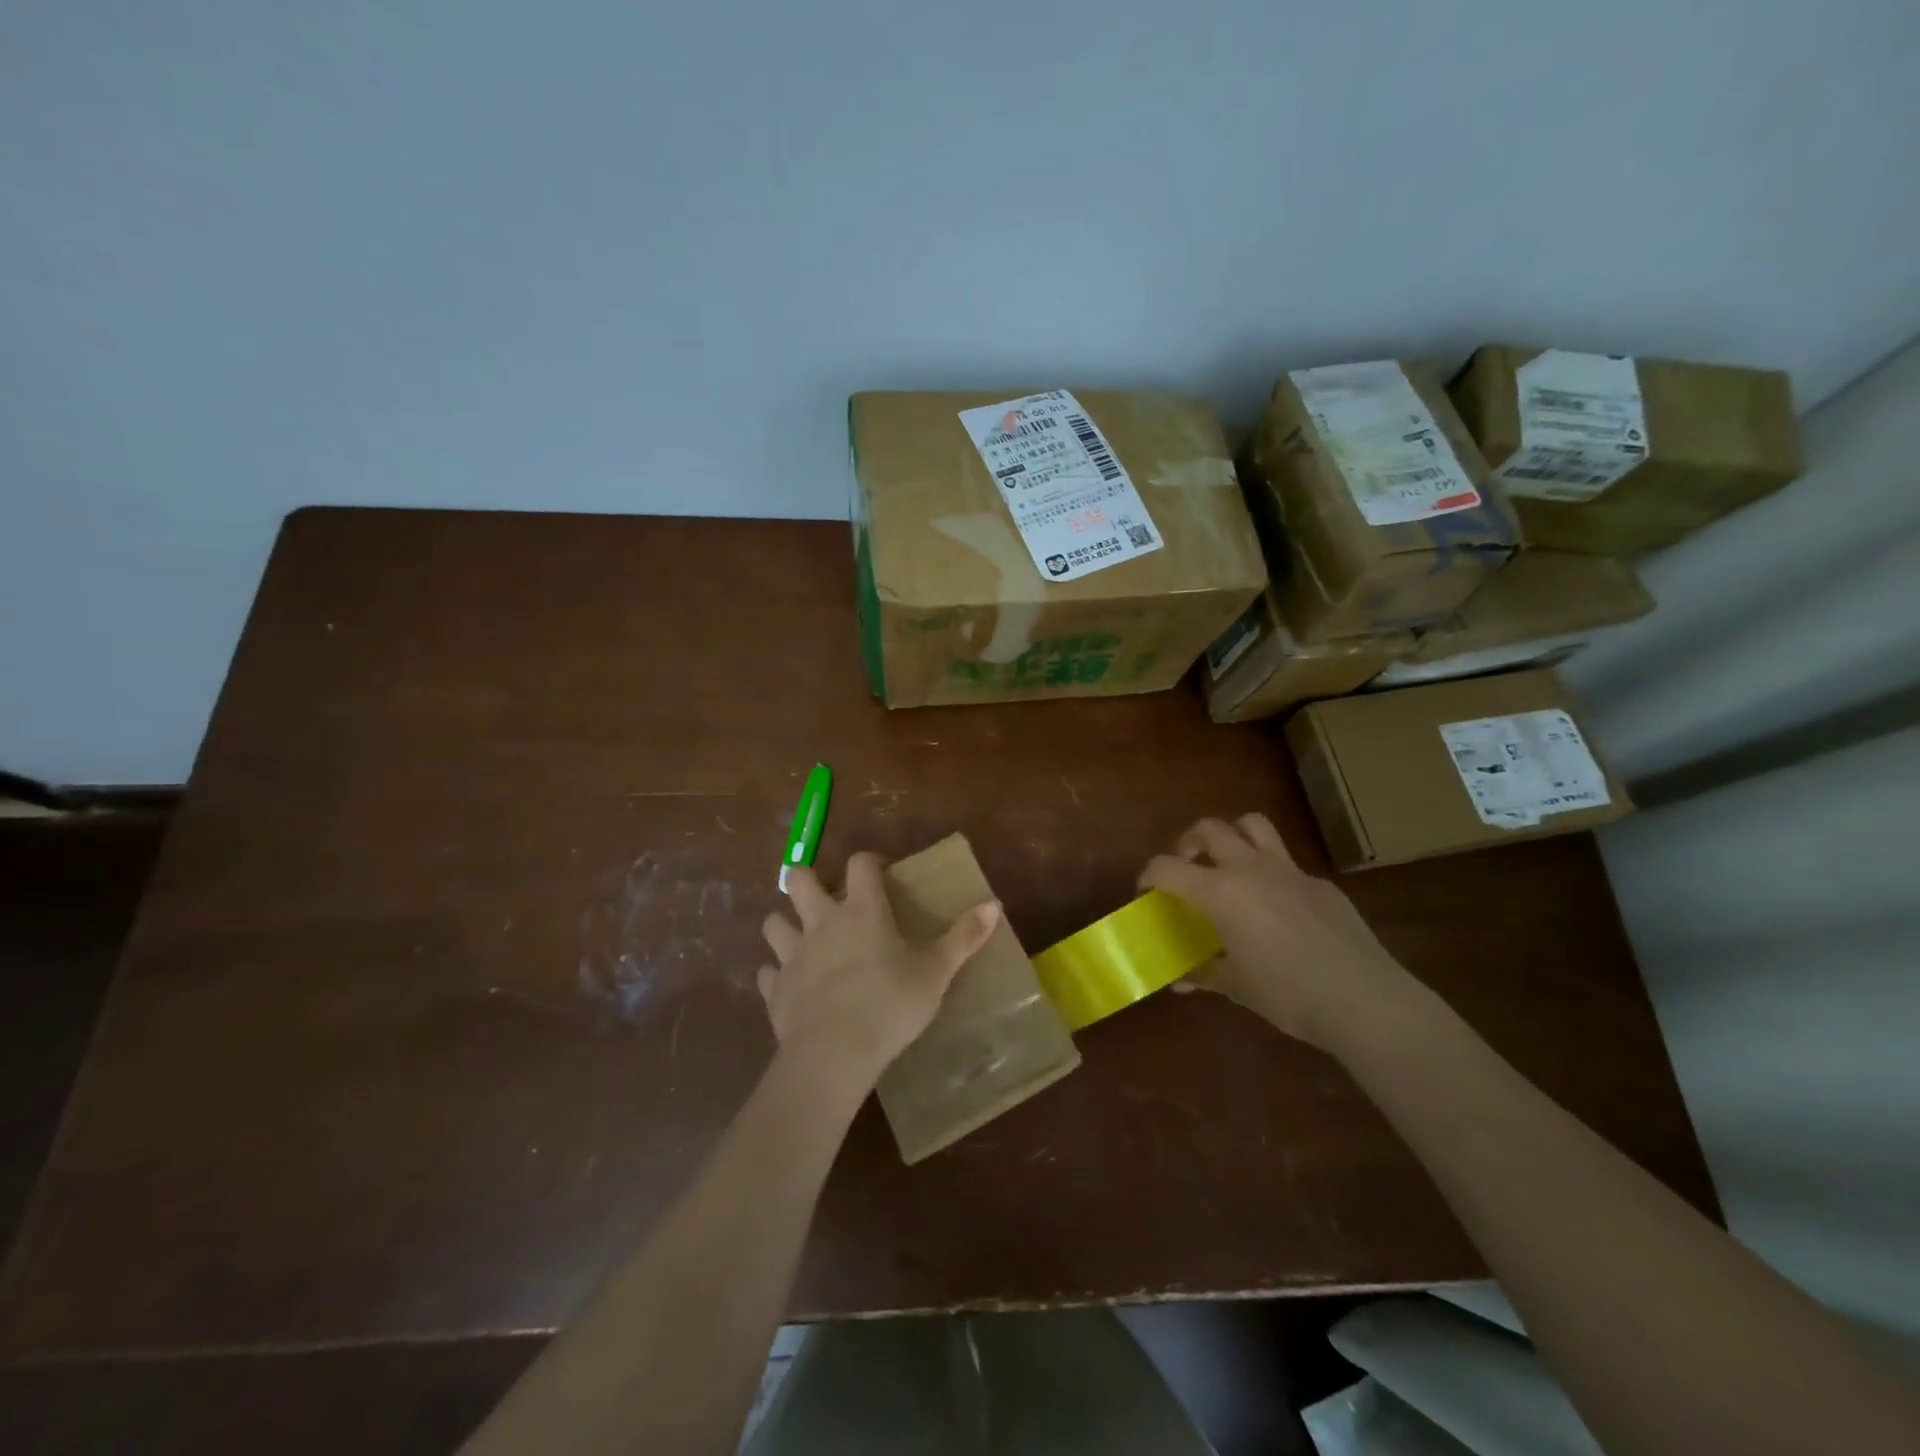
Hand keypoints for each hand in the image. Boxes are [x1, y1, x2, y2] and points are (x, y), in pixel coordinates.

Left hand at [759, 853, 1000, 1088]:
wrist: (834, 1053)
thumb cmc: (890, 1003)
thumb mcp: (936, 971)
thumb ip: (964, 937)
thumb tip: (994, 904)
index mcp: (862, 911)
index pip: (860, 864)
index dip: (868, 861)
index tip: (879, 873)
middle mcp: (822, 922)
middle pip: (798, 880)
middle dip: (806, 880)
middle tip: (824, 897)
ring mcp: (793, 955)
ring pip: (773, 923)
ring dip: (783, 925)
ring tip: (800, 938)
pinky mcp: (775, 989)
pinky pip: (767, 973)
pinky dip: (776, 975)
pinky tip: (789, 985)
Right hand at [1140, 814, 1419, 1050]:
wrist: (1365, 1001)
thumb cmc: (1289, 994)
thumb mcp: (1237, 987)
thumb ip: (1204, 974)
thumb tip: (1180, 980)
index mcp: (1221, 892)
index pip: (1168, 867)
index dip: (1148, 875)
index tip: (1146, 892)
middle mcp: (1251, 869)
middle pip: (1210, 829)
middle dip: (1189, 842)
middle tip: (1187, 867)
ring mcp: (1290, 871)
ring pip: (1253, 826)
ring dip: (1233, 836)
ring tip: (1228, 865)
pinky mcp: (1321, 884)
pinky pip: (1286, 864)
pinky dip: (1270, 874)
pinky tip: (1278, 911)